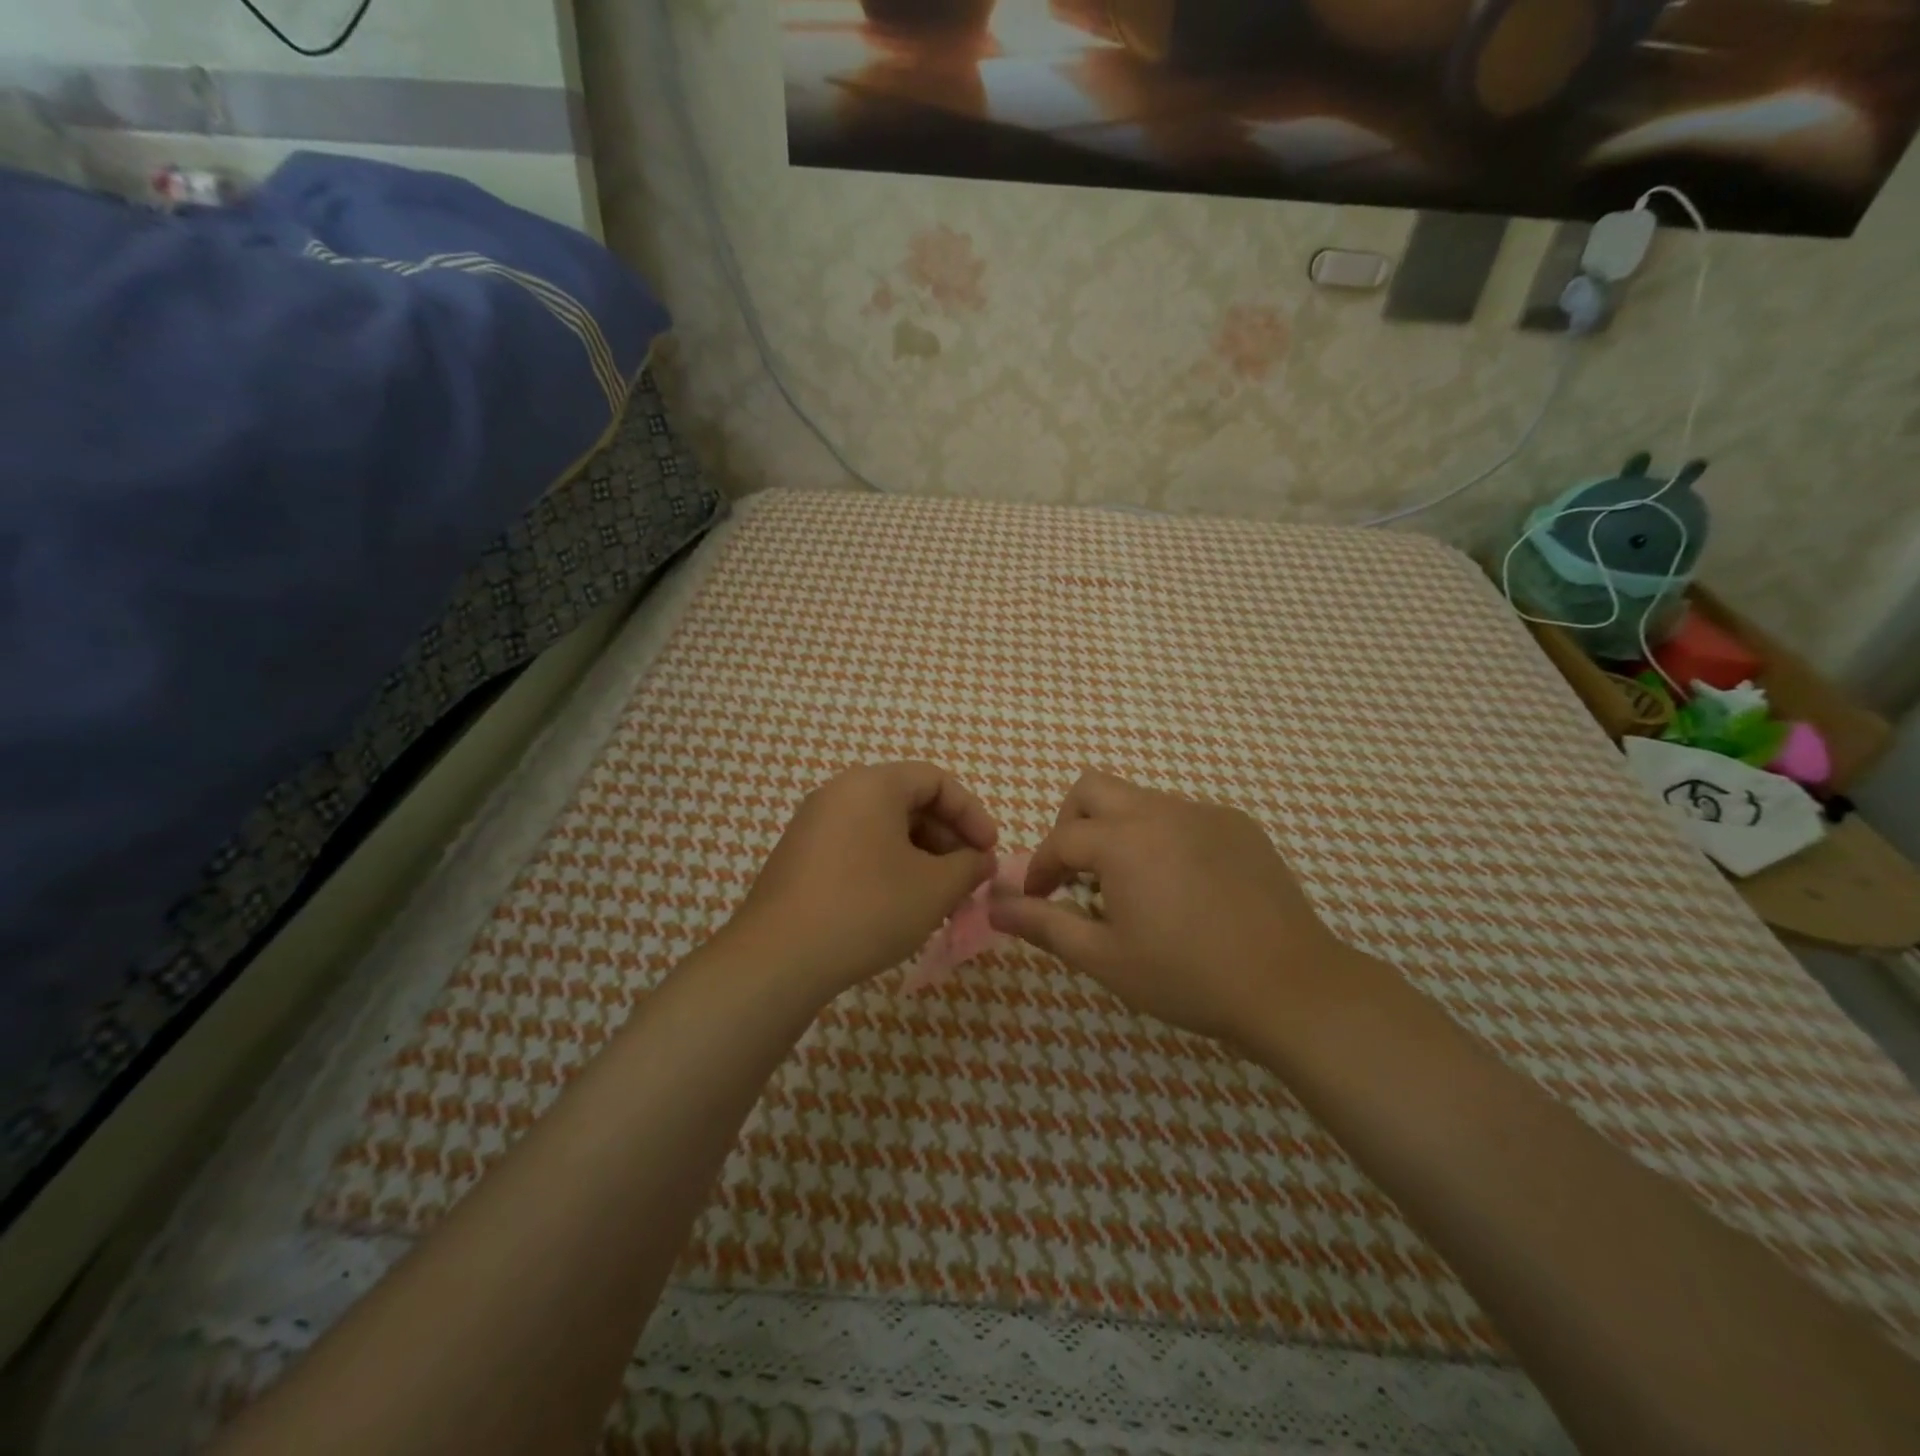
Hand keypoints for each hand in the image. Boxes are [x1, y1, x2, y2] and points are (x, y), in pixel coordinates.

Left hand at [725, 762, 998, 996]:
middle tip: (967, 879)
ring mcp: (813, 825)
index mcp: (872, 785)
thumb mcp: (935, 888)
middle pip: (908, 802)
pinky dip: (888, 867)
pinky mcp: (800, 857)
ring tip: (939, 900)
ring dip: (920, 858)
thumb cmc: (868, 908)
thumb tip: (981, 860)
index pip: (936, 780)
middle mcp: (839, 793)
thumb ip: (969, 866)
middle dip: (947, 840)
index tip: (989, 852)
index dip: (972, 813)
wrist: (778, 958)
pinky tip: (901, 907)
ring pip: (883, 829)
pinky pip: (857, 847)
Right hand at [988, 770, 1345, 1045]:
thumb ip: (1044, 924)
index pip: (1060, 839)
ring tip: (1132, 887)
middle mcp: (1160, 811)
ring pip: (1140, 800)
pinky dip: (1164, 838)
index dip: (1039, 869)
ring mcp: (1205, 813)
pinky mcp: (1239, 826)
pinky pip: (1184, 816)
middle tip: (1078, 875)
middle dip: (1071, 824)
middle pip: (1093, 789)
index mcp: (1122, 841)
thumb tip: (992, 904)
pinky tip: (1184, 887)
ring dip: (1119, 831)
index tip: (1036, 900)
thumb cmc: (1187, 977)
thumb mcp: (1105, 958)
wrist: (1290, 986)